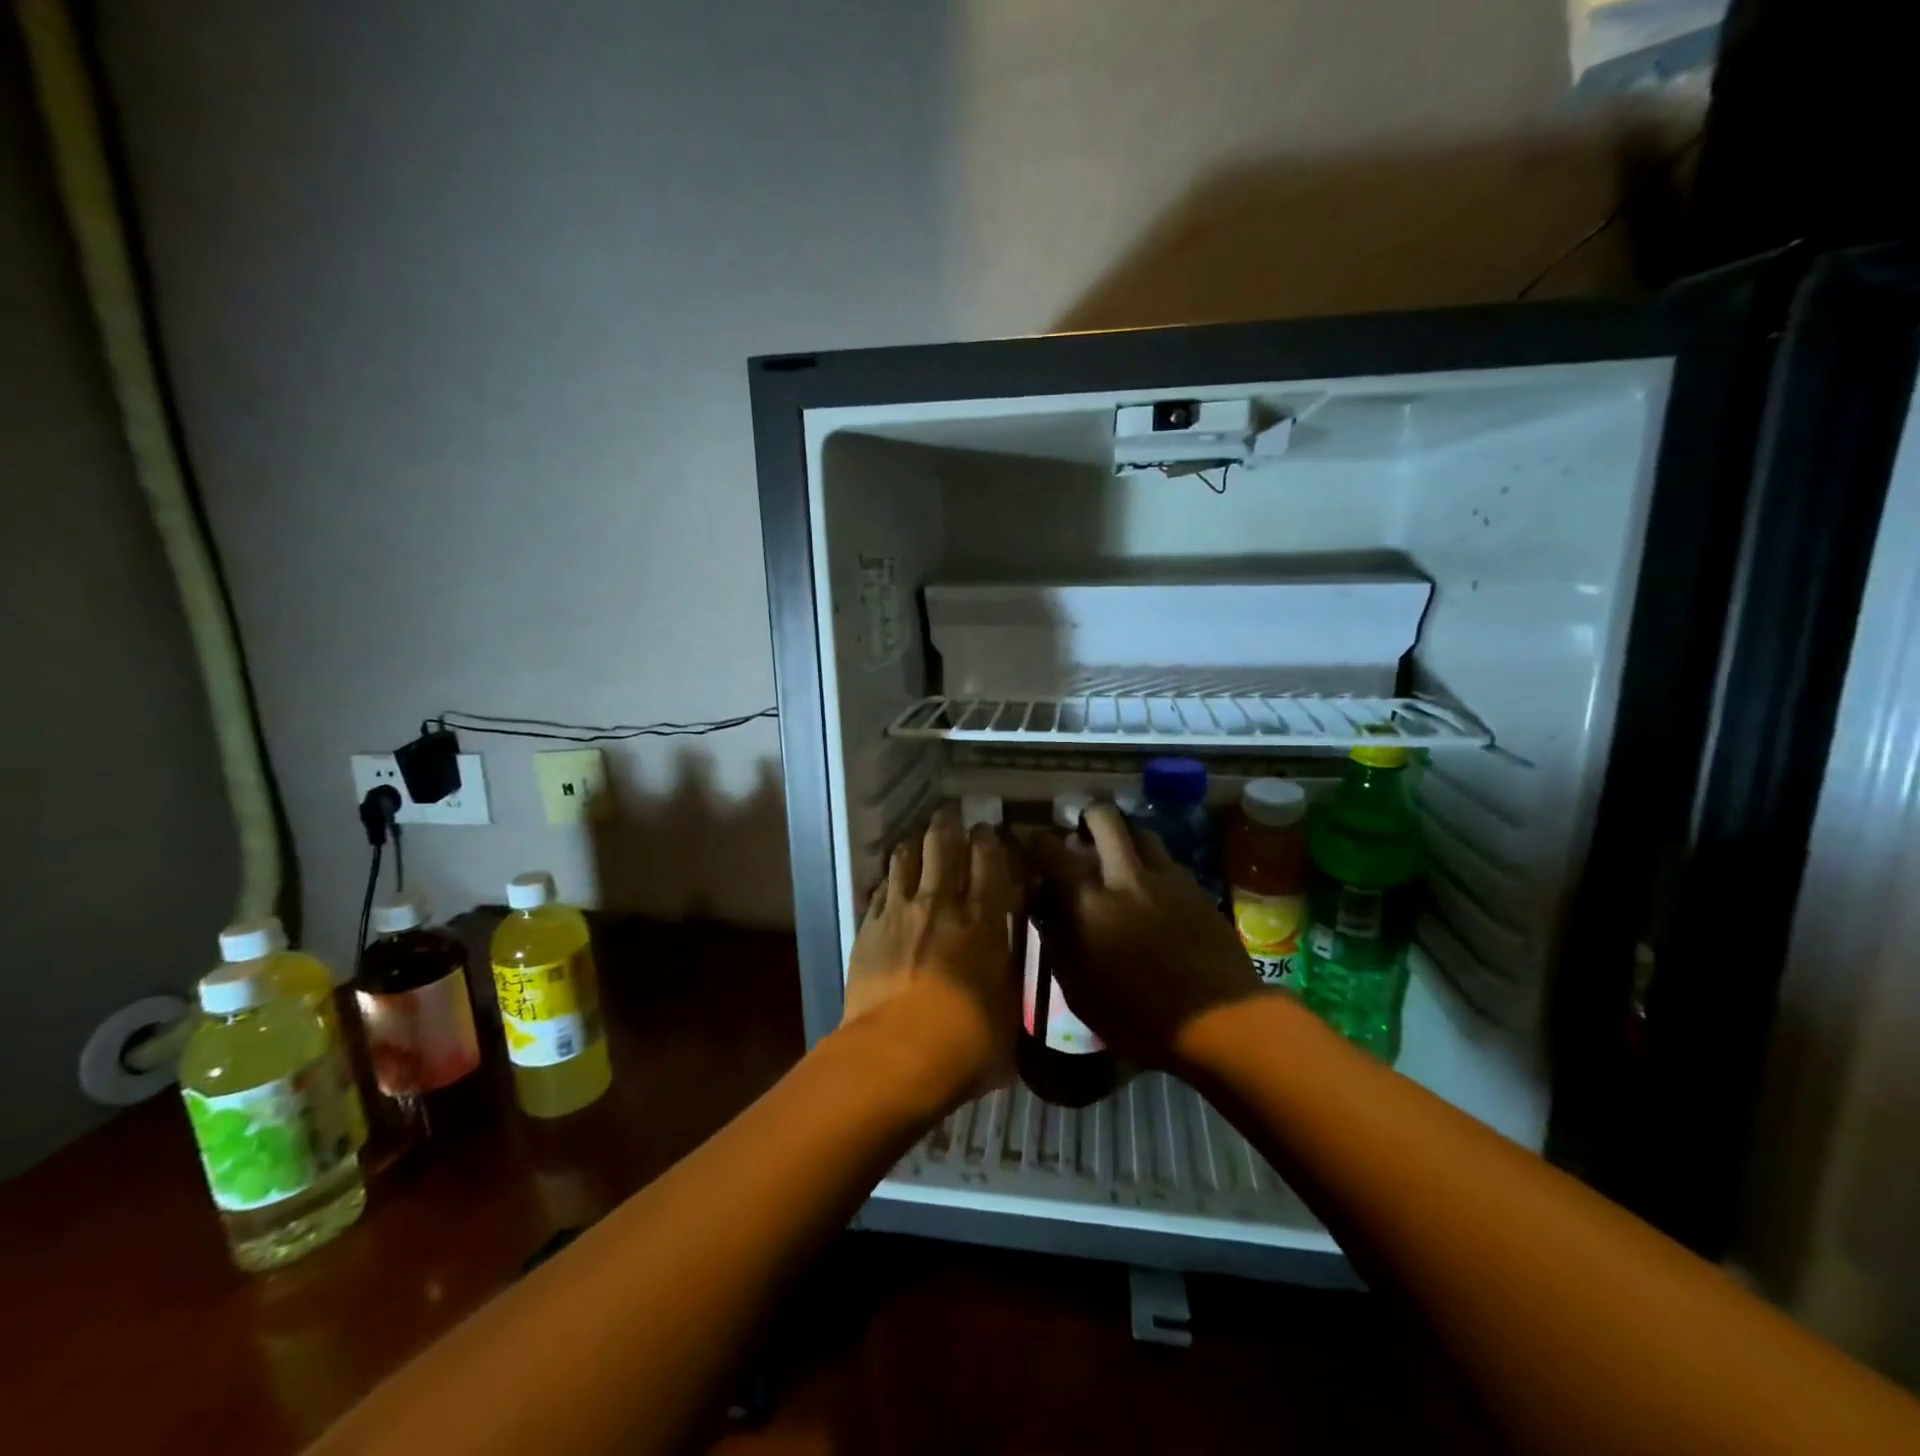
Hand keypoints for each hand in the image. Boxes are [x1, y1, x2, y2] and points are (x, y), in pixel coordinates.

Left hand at [841, 804, 1020, 1107]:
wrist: (897, 1054)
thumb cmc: (968, 1041)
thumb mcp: (1009, 1010)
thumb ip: (1008, 971)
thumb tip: (1007, 953)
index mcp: (983, 919)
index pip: (989, 860)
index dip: (989, 840)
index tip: (989, 831)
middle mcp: (941, 903)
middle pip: (943, 844)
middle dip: (949, 824)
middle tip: (952, 816)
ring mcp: (900, 911)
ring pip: (905, 857)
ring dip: (914, 843)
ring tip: (918, 839)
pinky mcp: (868, 927)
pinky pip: (878, 888)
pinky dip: (888, 878)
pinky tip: (890, 879)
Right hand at [1030, 803, 1264, 1067]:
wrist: (1220, 1021)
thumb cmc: (1138, 1017)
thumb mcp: (1079, 990)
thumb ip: (1056, 939)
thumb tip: (1044, 906)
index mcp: (1089, 901)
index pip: (1051, 850)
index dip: (1037, 842)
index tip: (1033, 847)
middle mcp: (1126, 876)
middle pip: (1104, 818)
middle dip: (1086, 817)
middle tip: (1080, 836)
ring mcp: (1167, 878)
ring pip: (1141, 832)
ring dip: (1124, 838)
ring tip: (1118, 858)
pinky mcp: (1197, 888)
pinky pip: (1168, 859)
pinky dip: (1151, 863)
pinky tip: (1151, 887)